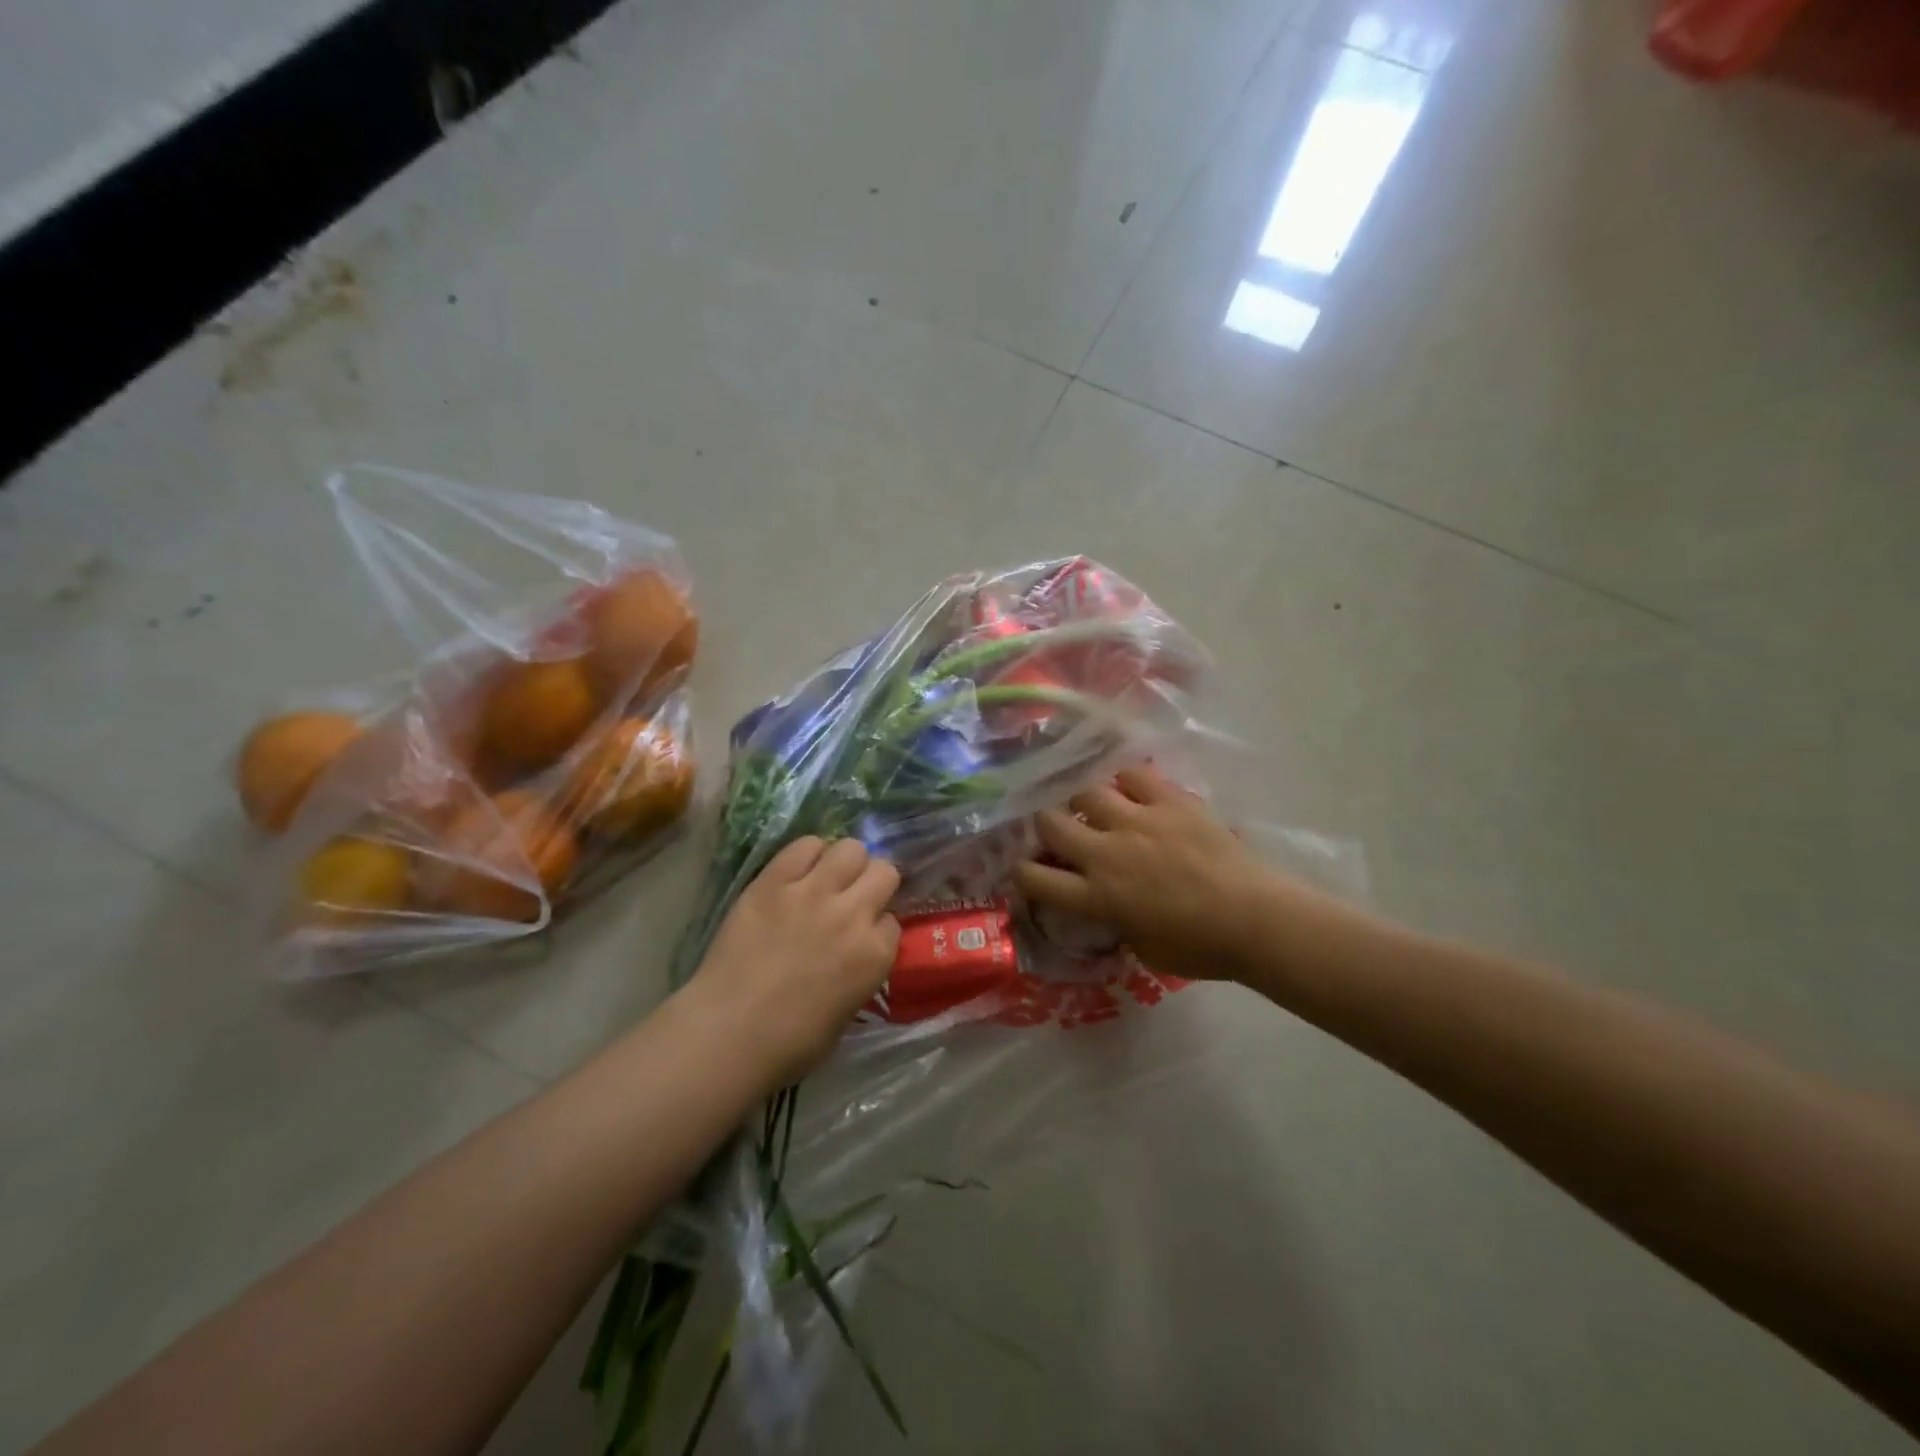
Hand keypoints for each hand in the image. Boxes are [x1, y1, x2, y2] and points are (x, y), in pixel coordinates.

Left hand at [685, 837, 900, 1091]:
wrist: (728, 1033)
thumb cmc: (790, 1042)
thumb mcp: (848, 1010)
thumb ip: (862, 970)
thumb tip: (857, 950)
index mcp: (875, 954)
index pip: (893, 920)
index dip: (878, 926)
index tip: (863, 937)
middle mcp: (852, 914)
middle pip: (884, 871)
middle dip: (874, 883)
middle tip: (853, 898)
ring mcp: (812, 892)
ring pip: (851, 849)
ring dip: (846, 863)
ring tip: (828, 879)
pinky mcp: (774, 880)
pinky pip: (804, 845)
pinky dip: (808, 854)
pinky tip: (799, 871)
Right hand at [1014, 765, 1277, 982]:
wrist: (1255, 919)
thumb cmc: (1201, 948)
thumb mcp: (1144, 949)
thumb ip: (1115, 923)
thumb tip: (1109, 908)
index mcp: (1097, 897)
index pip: (1036, 879)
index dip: (1022, 873)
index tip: (1027, 869)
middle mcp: (1106, 854)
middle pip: (1050, 824)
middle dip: (1046, 826)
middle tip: (1058, 829)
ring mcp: (1137, 822)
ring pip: (1086, 792)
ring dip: (1084, 801)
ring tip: (1095, 805)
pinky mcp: (1168, 801)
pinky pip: (1133, 775)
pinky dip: (1127, 781)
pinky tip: (1132, 788)